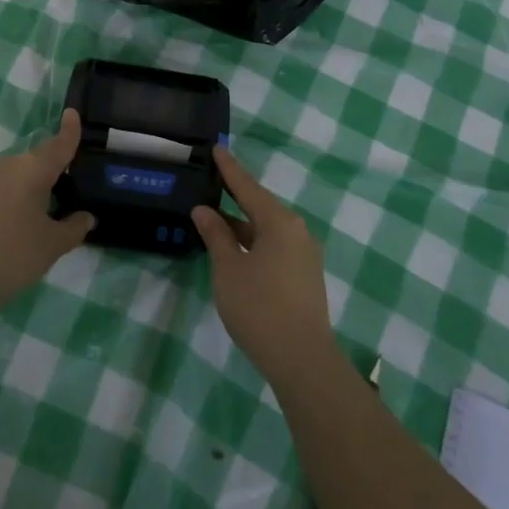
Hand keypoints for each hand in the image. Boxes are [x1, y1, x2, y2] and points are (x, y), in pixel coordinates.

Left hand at [0, 109, 94, 313]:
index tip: (72, 113)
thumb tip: (86, 217)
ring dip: (30, 187)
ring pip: (17, 175)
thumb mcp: (53, 245)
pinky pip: (0, 188)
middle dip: (52, 172)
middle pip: (37, 161)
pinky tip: (15, 224)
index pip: (58, 144)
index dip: (69, 130)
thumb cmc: (12, 254)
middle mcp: (8, 165)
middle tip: (67, 191)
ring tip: (42, 214)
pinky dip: (12, 198)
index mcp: (33, 169)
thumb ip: (74, 228)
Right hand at [192, 145, 335, 386]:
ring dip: (241, 225)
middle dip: (234, 197)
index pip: (247, 187)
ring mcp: (304, 254)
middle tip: (210, 182)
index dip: (229, 169)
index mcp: (279, 222)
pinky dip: (253, 242)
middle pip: (260, 206)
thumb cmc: (260, 307)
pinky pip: (275, 246)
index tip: (217, 148)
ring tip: (214, 219)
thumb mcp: (228, 269)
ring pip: (267, 229)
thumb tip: (203, 210)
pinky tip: (235, 250)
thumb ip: (215, 235)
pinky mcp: (304, 276)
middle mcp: (297, 231)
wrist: (302, 359)